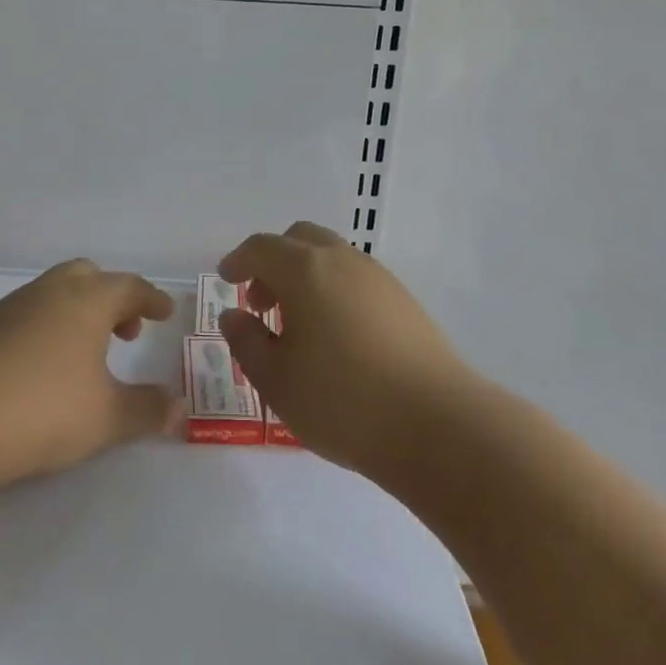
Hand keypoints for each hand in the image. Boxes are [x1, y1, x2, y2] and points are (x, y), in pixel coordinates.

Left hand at [0, 259, 179, 490]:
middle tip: (124, 331)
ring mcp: (11, 307)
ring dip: (77, 311)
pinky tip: (42, 365)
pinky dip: (47, 326)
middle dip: (111, 298)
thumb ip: (147, 410)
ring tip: (85, 352)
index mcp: (87, 301)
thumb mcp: (106, 418)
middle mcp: (50, 292)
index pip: (129, 287)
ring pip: (54, 292)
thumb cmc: (42, 409)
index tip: (164, 313)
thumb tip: (180, 408)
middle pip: (88, 276)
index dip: (151, 299)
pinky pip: (28, 313)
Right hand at [218, 222, 471, 479]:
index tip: (226, 279)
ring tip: (299, 326)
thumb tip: (234, 315)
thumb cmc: (343, 402)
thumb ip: (247, 341)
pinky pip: (356, 279)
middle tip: (262, 304)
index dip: (238, 260)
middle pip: (299, 238)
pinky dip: (334, 290)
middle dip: (273, 262)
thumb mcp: (276, 380)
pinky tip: (337, 337)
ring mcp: (379, 278)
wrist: (439, 426)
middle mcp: (342, 261)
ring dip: (306, 276)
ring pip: (331, 257)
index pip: (261, 247)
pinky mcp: (405, 301)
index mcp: (305, 270)